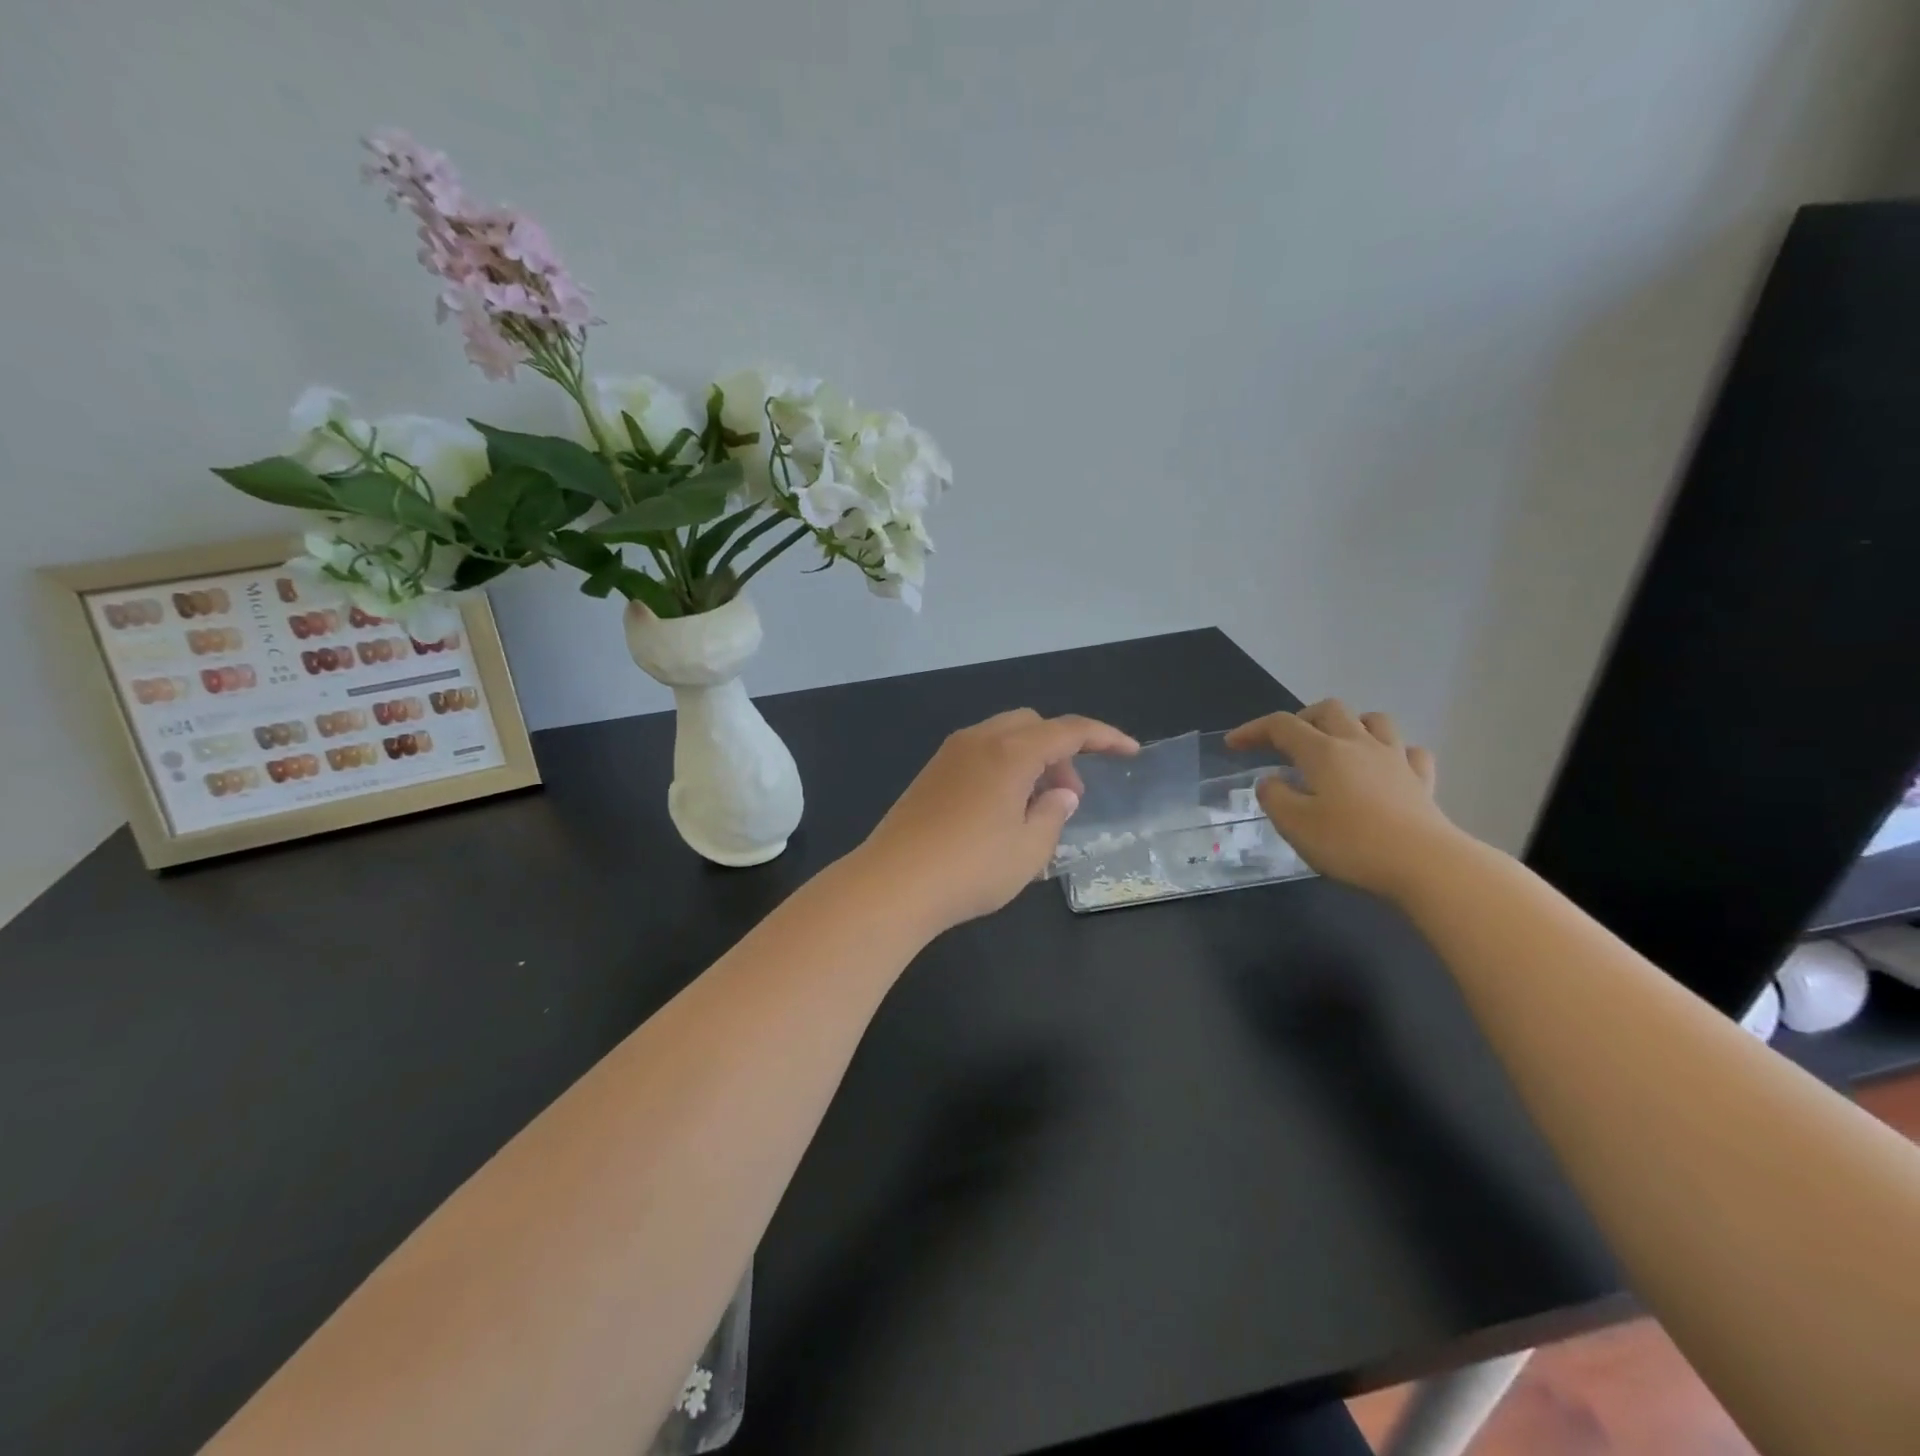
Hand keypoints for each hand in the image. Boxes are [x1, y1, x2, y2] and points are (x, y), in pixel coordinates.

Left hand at [854, 709, 1139, 934]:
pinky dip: (1003, 767)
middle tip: (1068, 795)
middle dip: (1060, 751)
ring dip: (1031, 759)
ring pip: (1003, 738)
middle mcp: (978, 741)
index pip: (1068, 730)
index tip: (1130, 751)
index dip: (1104, 737)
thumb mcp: (1029, 849)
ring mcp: (949, 755)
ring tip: (1036, 808)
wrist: (892, 883)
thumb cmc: (970, 868)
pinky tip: (1001, 810)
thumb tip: (1061, 793)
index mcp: (1010, 752)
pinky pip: (979, 754)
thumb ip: (1053, 814)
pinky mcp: (930, 774)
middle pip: (1032, 725)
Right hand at [1225, 700, 1462, 899]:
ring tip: (1337, 746)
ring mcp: (1395, 760)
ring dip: (1351, 725)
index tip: (1233, 745)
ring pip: (1374, 721)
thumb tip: (1271, 781)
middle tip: (1287, 743)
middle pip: (1329, 710)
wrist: (1426, 865)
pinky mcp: (1422, 781)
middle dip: (1302, 719)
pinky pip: (1409, 752)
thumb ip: (1275, 798)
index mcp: (1323, 752)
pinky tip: (1385, 769)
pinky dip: (1393, 753)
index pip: (1281, 726)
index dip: (1254, 730)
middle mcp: (1359, 744)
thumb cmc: (1352, 844)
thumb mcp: (1295, 825)